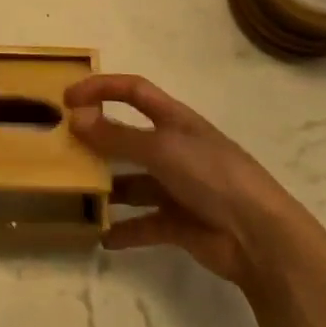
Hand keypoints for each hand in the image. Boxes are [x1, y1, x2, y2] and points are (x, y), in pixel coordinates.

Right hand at [64, 74, 324, 292]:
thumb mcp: (162, 149)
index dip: (101, 88)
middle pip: (129, 137)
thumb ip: (117, 137)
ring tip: (76, 193)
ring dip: (108, 188)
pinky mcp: (179, 223)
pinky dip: (125, 230)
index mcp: (175, 120)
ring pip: (133, 182)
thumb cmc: (212, 176)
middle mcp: (175, 149)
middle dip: (99, 140)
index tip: (68, 98)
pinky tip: (102, 237)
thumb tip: (75, 118)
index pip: (133, 92)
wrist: (261, 237)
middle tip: (64, 149)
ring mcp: (177, 187)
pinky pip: (144, 224)